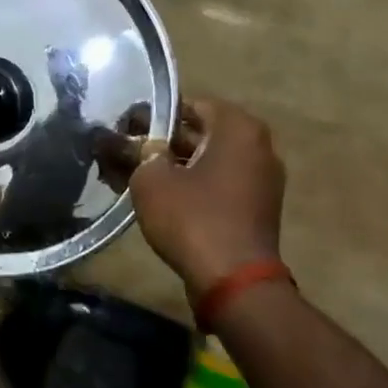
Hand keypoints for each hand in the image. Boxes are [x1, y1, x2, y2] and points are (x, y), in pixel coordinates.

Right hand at [128, 97, 285, 294]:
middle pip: (200, 133)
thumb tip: (139, 144)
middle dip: (162, 142)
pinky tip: (158, 198)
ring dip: (174, 166)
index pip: (189, 105)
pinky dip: (191, 186)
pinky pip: (218, 185)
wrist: (234, 282)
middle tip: (125, 152)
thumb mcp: (151, 179)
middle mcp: (258, 147)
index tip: (127, 129)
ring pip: (207, 161)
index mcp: (238, 128)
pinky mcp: (256, 208)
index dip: (154, 116)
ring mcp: (262, 180)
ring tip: (135, 176)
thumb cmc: (192, 218)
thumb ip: (141, 153)